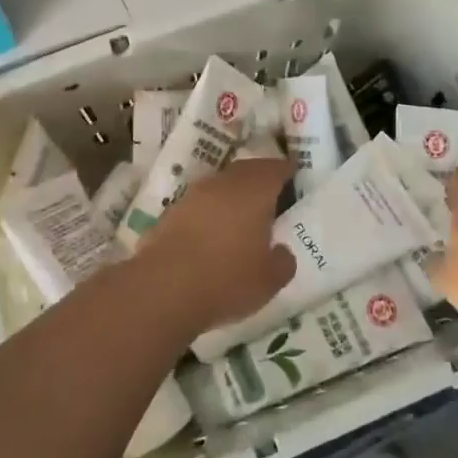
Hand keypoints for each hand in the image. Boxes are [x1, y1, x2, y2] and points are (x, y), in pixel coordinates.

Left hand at [130, 159, 295, 335]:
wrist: (163, 289)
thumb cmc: (227, 279)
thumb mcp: (269, 279)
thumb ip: (282, 261)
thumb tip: (281, 251)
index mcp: (253, 191)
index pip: (274, 168)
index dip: (286, 170)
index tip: (294, 175)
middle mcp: (222, 184)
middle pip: (245, 171)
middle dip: (258, 179)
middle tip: (271, 193)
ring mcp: (192, 196)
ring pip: (219, 186)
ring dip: (232, 196)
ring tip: (242, 216)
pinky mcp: (169, 214)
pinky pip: (199, 205)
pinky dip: (210, 213)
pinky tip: (213, 234)